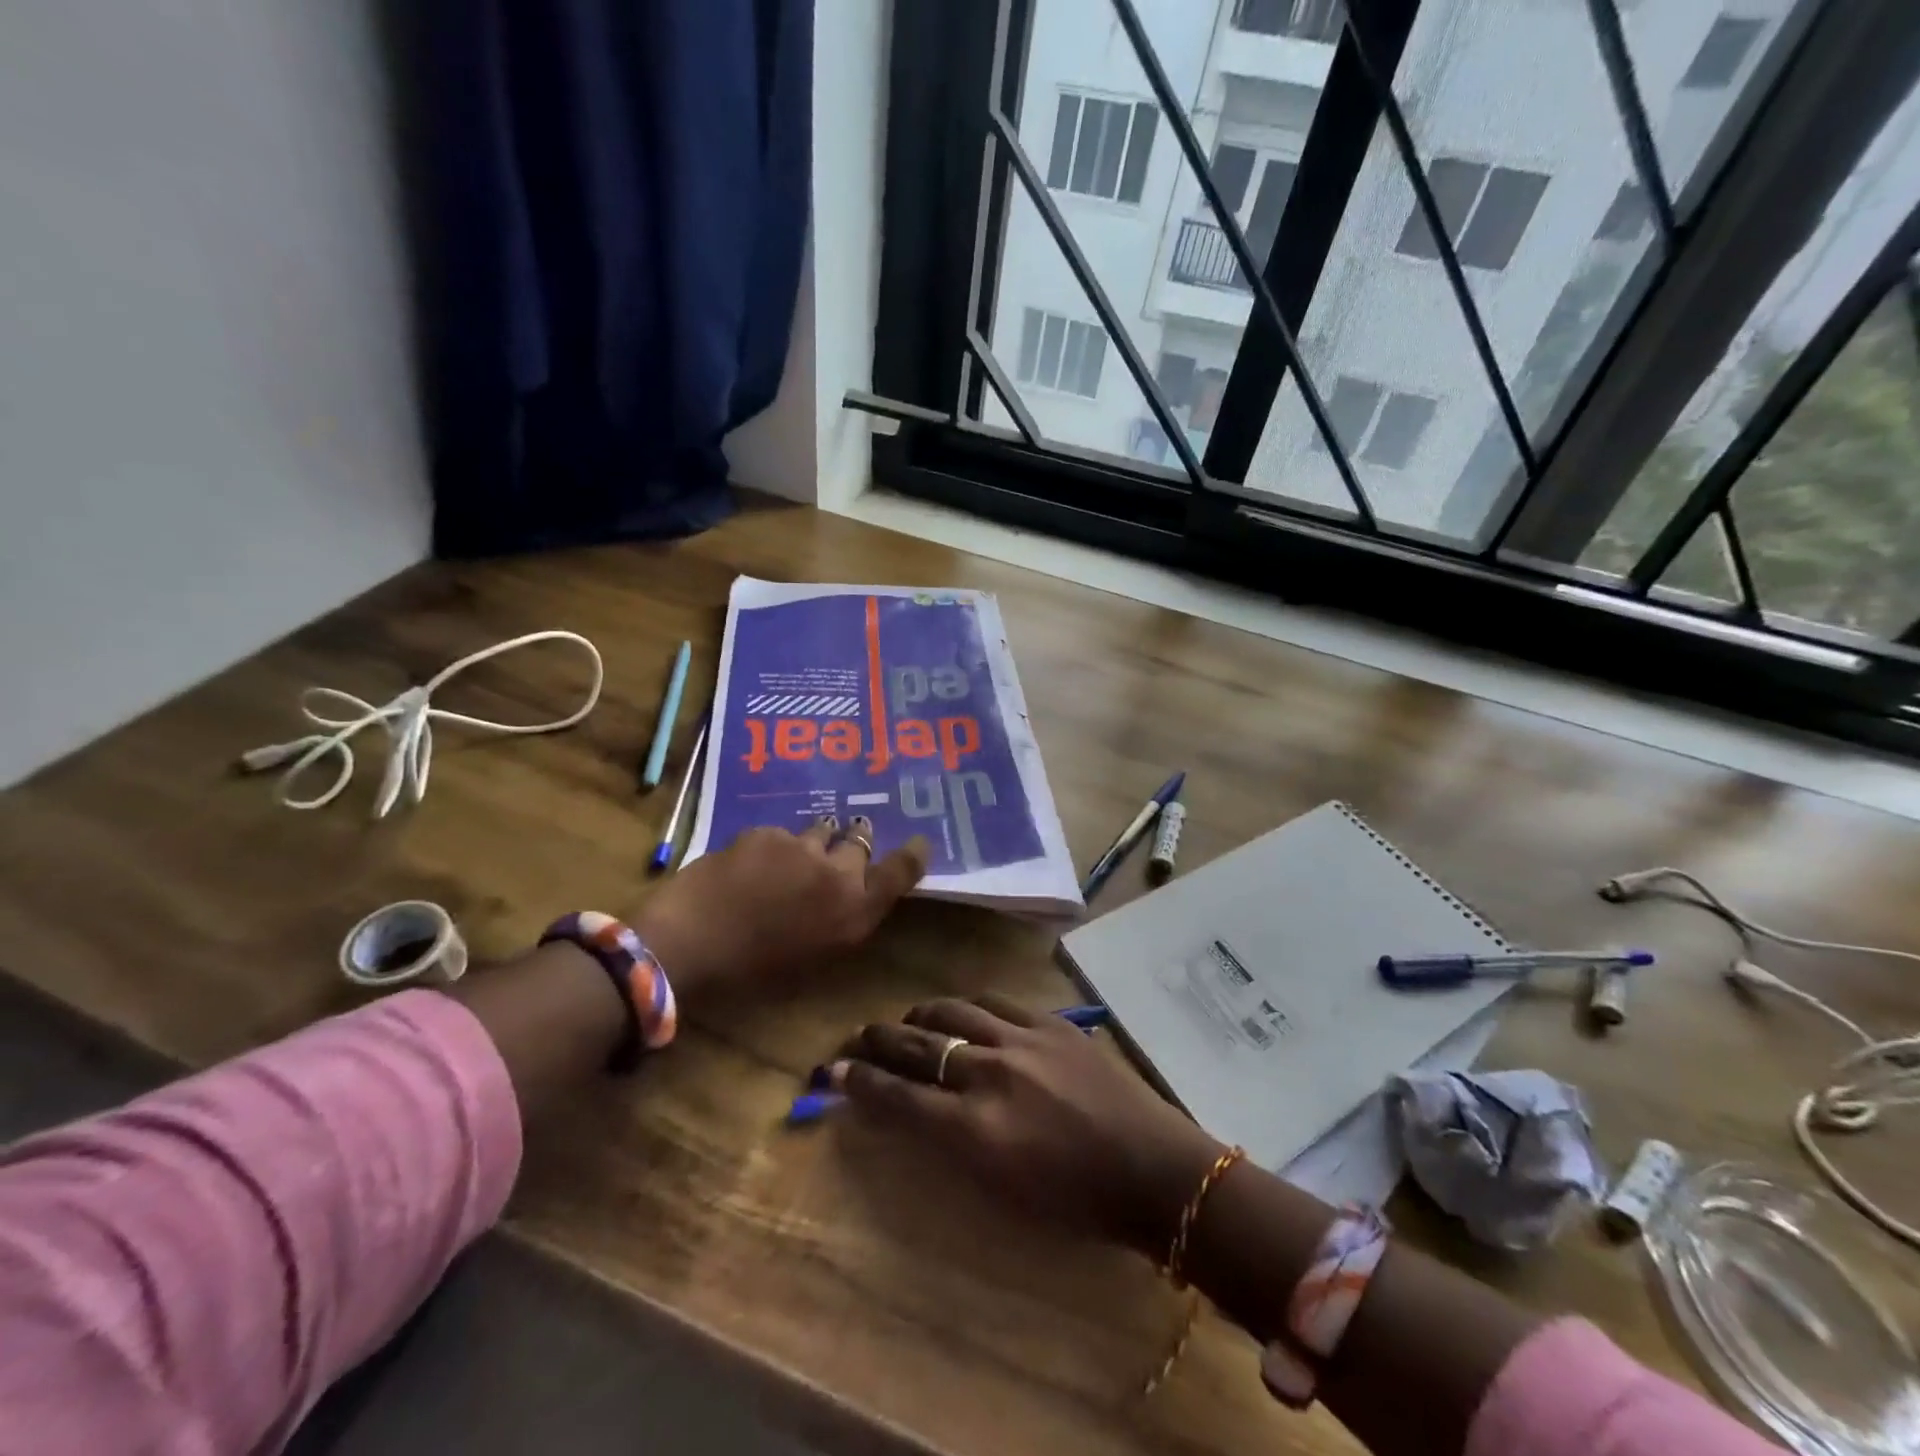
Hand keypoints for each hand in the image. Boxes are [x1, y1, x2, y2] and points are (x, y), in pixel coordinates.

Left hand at [632, 818, 928, 1006]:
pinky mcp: (766, 833)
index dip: (913, 854)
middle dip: (854, 842)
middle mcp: (838, 874)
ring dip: (816, 841)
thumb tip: (847, 899)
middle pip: (861, 842)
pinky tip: (751, 865)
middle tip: (840, 849)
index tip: (919, 842)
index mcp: (854, 912)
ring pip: (821, 831)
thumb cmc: (752, 974)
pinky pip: (781, 834)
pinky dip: (775, 846)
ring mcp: (802, 848)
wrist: (689, 945)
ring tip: (794, 856)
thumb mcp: (813, 958)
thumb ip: (840, 922)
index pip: (901, 872)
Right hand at [830, 996, 1222, 1255]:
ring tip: (909, 1022)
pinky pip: (994, 1002)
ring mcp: (1023, 1039)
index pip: (899, 1097)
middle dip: (879, 1039)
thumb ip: (951, 1145)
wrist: (1151, 1169)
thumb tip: (913, 1113)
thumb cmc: (1075, 1202)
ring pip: (952, 1010)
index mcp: (975, 1130)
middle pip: (918, 1045)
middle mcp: (990, 1073)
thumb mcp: (1000, 1190)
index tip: (834, 1071)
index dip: (860, 1082)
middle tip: (857, 1037)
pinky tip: (963, 1013)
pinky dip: (968, 1007)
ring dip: (920, 1016)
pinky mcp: (1050, 1022)